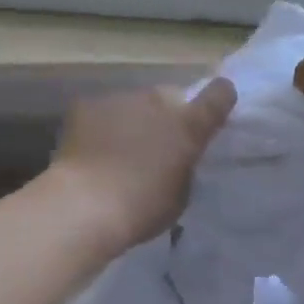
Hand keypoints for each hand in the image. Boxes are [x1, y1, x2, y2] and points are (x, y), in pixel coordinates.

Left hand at [45, 78, 237, 252]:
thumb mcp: (180, 194)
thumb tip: (176, 158)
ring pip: (134, 103)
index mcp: (188, 126)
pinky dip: (101, 125)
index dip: (219, 99)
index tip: (214, 110)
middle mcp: (157, 102)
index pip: (218, 95)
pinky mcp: (86, 105)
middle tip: (155, 144)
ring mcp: (120, 99)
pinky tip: (92, 150)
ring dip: (133, 119)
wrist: (85, 206)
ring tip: (118, 149)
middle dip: (166, 115)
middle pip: (169, 98)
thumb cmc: (141, 209)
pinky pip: (102, 111)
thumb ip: (184, 167)